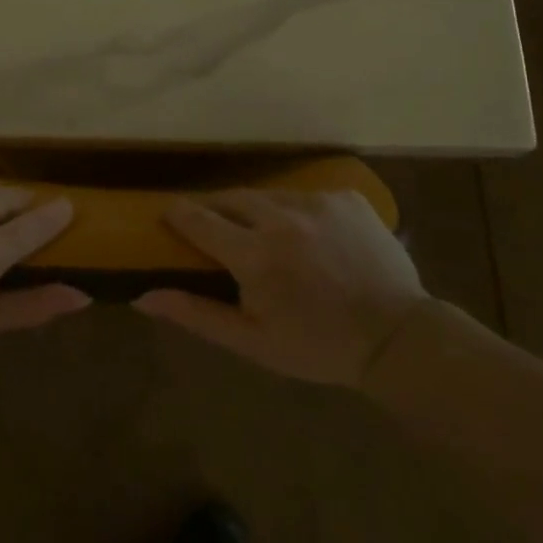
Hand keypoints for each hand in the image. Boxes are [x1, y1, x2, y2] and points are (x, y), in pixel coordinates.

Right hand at [134, 190, 428, 386]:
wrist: (398, 339)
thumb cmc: (318, 347)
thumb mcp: (253, 341)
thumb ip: (197, 314)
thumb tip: (144, 297)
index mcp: (255, 255)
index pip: (199, 219)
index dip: (177, 214)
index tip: (167, 215)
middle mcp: (282, 217)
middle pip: (230, 197)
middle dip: (214, 209)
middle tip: (212, 227)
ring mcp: (318, 202)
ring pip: (268, 195)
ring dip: (256, 210)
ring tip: (261, 234)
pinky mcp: (346, 197)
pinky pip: (306, 196)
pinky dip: (296, 212)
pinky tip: (308, 237)